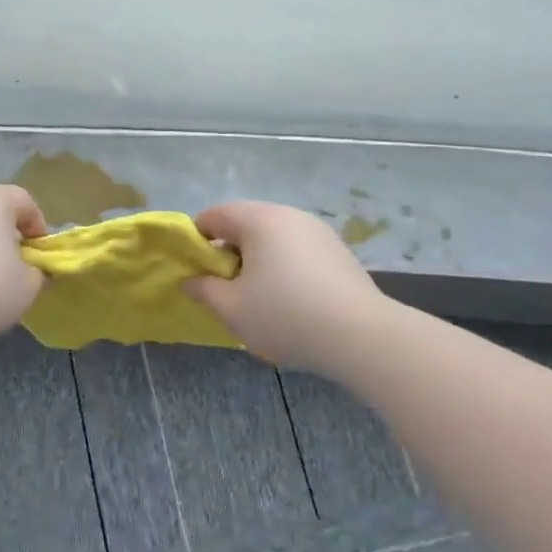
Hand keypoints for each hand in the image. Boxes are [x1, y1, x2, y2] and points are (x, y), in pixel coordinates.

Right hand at [184, 201, 380, 373]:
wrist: (362, 336)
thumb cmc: (286, 316)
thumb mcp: (232, 309)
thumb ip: (203, 290)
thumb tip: (190, 280)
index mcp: (259, 220)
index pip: (214, 215)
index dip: (196, 239)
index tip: (194, 270)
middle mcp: (289, 215)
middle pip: (245, 223)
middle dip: (228, 251)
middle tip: (224, 287)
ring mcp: (318, 231)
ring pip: (273, 237)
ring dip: (257, 259)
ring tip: (257, 297)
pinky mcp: (338, 251)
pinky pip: (297, 250)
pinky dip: (284, 266)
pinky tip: (290, 300)